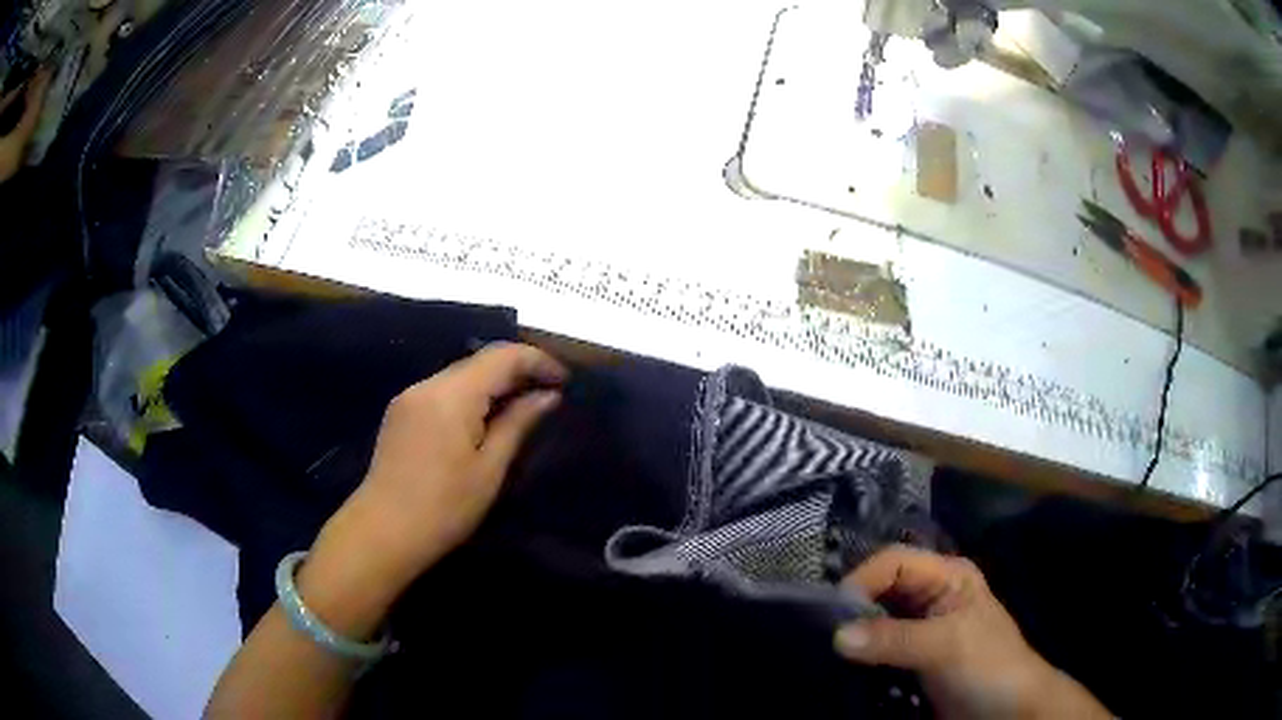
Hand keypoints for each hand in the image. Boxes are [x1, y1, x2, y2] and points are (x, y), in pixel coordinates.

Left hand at [318, 342, 566, 592]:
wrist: (383, 532)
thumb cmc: (444, 507)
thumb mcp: (489, 468)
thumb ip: (518, 423)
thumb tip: (547, 396)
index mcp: (452, 394)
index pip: (503, 356)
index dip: (537, 361)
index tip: (565, 382)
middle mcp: (428, 384)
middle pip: (480, 361)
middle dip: (517, 371)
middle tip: (549, 395)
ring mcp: (410, 397)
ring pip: (461, 375)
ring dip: (493, 384)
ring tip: (521, 409)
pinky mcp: (401, 413)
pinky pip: (443, 391)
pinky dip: (469, 396)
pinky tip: (483, 420)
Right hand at [834, 545, 1109, 719]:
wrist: (1008, 711)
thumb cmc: (989, 667)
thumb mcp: (947, 647)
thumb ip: (895, 640)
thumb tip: (837, 636)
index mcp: (947, 576)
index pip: (893, 562)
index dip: (862, 580)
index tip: (830, 615)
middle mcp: (930, 596)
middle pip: (881, 589)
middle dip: (852, 609)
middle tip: (821, 636)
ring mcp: (920, 630)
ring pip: (875, 621)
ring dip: (853, 636)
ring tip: (825, 653)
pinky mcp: (911, 659)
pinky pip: (877, 649)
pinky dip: (859, 656)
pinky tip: (842, 667)